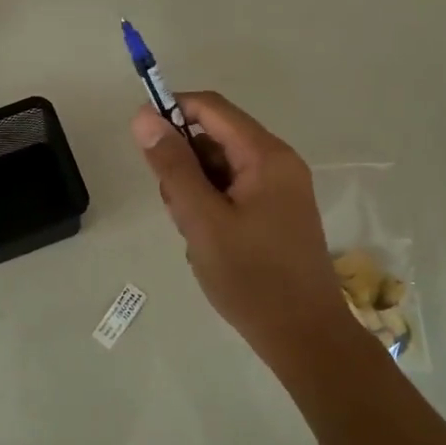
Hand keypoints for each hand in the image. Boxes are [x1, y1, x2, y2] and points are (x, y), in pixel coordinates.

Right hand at [132, 92, 354, 365]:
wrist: (305, 336)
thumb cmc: (252, 278)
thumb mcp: (202, 220)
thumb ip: (172, 166)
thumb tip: (143, 117)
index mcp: (266, 155)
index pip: (211, 108)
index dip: (172, 111)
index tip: (141, 141)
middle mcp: (278, 163)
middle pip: (215, 138)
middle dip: (184, 164)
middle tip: (177, 209)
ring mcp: (280, 189)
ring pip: (221, 169)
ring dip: (196, 191)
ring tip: (195, 235)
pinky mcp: (277, 214)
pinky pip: (234, 192)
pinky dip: (212, 208)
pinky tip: (209, 243)